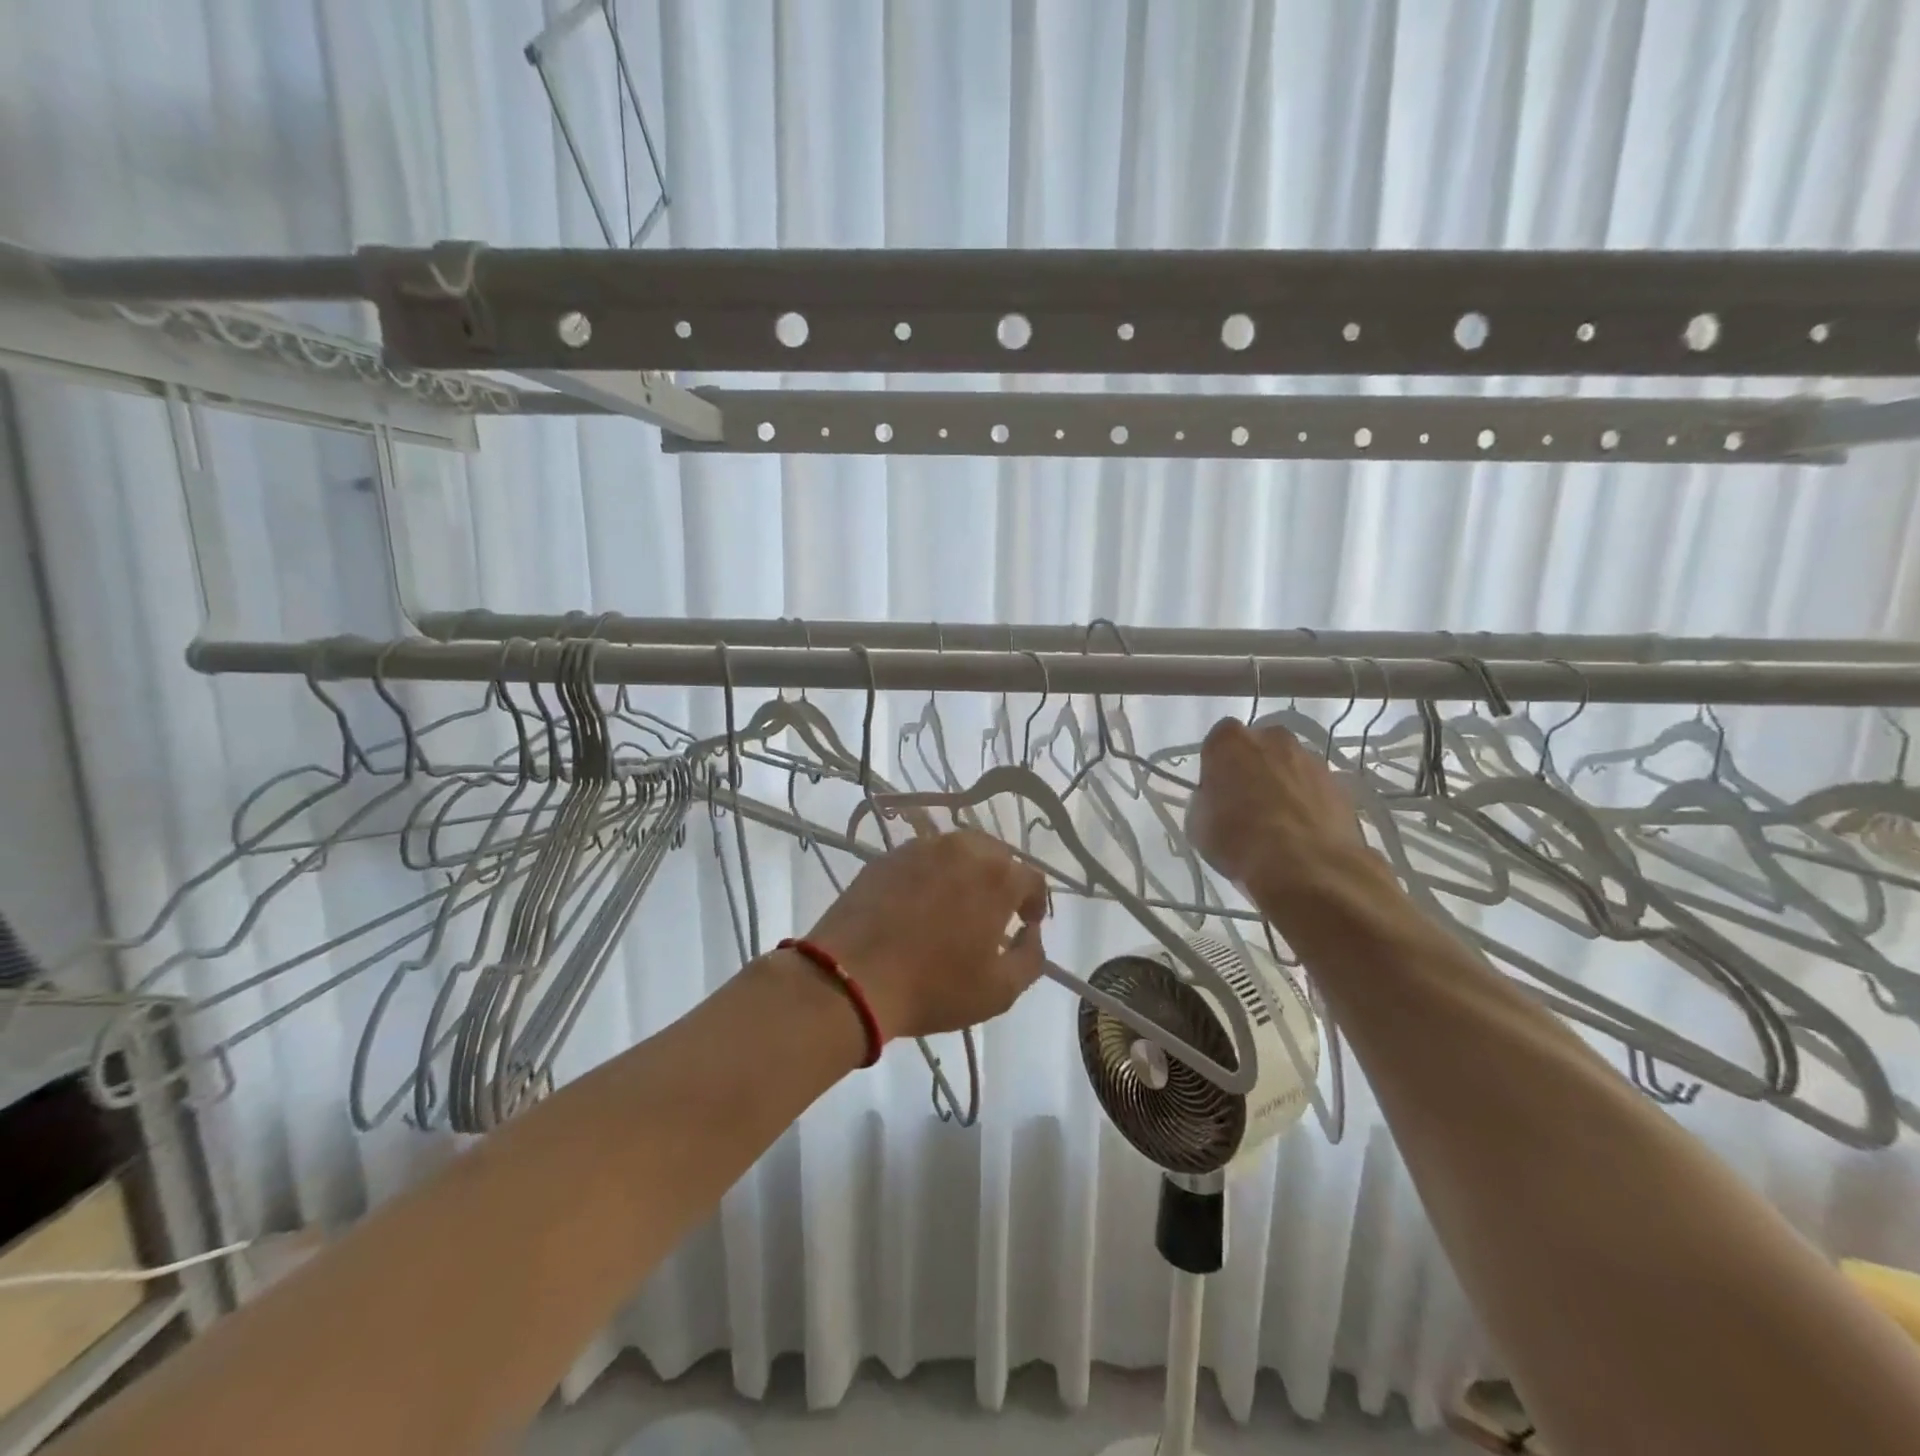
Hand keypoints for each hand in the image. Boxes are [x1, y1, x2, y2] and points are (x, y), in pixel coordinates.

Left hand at [805, 830, 1048, 1040]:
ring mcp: (920, 848)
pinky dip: (931, 874)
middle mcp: (962, 849)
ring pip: (958, 850)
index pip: (1031, 877)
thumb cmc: (933, 987)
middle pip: (996, 855)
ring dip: (967, 872)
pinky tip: (920, 903)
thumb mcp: (1000, 990)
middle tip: (994, 912)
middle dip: (1002, 880)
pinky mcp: (887, 857)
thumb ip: (1031, 957)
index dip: (1035, 902)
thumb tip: (1032, 933)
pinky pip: (922, 858)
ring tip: (957, 903)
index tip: (1026, 924)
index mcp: (996, 875)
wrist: (852, 978)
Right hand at [1186, 717, 1367, 891]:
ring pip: (1290, 766)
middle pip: (1259, 747)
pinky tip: (1303, 833)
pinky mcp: (1340, 784)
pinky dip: (1309, 802)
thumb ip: (1207, 801)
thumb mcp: (1199, 825)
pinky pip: (1315, 788)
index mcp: (1231, 742)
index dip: (1217, 767)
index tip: (1217, 792)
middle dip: (1254, 768)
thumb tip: (1217, 802)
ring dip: (1284, 785)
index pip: (1218, 742)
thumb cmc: (1240, 841)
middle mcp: (1273, 738)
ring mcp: (1312, 759)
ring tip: (1279, 824)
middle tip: (1247, 804)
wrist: (1308, 867)